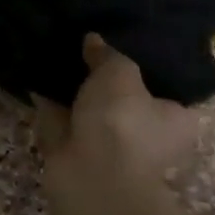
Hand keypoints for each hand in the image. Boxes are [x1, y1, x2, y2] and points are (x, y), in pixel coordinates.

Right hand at [34, 34, 201, 184]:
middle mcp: (149, 136)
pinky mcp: (77, 152)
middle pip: (126, 98)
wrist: (90, 174)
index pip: (167, 88)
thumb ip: (107, 54)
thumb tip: (94, 40)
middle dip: (104, 78)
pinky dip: (51, 101)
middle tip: (86, 44)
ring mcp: (111, 147)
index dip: (146, 66)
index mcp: (177, 120)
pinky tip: (37, 73)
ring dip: (75, 89)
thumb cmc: (121, 121)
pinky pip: (64, 118)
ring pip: (92, 109)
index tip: (124, 43)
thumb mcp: (119, 73)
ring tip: (58, 51)